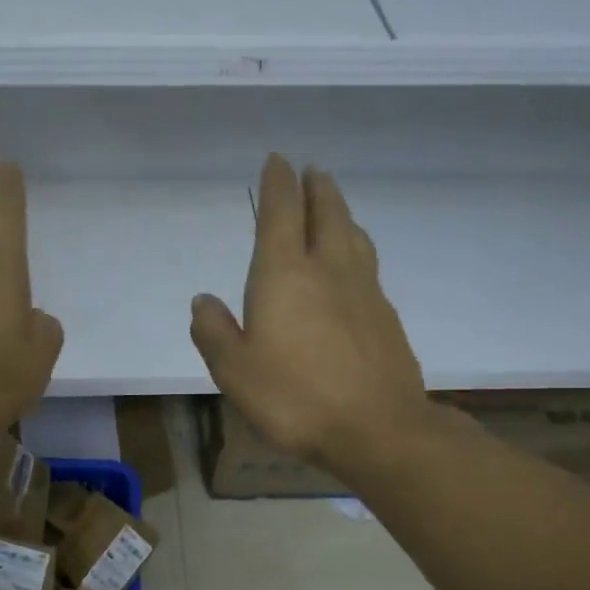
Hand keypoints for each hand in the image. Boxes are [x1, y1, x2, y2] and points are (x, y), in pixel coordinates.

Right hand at [191, 155, 429, 476]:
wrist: (378, 429)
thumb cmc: (295, 397)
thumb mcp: (234, 370)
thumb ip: (214, 331)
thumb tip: (204, 300)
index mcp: (285, 275)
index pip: (281, 213)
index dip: (277, 183)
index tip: (276, 160)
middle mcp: (328, 269)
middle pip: (326, 213)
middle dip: (316, 188)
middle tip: (311, 170)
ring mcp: (363, 290)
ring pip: (353, 235)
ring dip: (340, 211)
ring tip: (333, 204)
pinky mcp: (385, 315)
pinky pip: (367, 264)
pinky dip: (356, 247)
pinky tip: (353, 262)